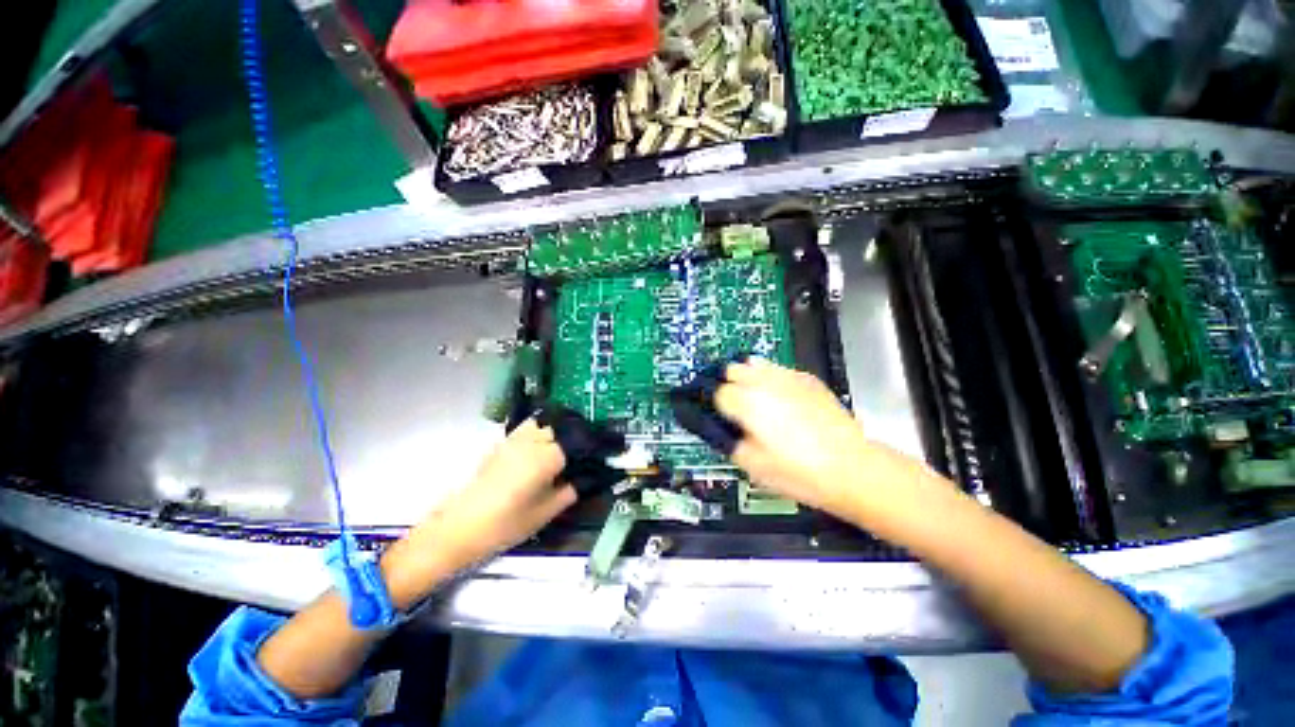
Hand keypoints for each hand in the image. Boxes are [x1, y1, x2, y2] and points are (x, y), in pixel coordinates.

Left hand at [435, 418, 575, 565]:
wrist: (461, 526)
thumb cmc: (507, 523)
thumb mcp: (545, 513)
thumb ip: (569, 492)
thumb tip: (585, 480)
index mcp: (548, 456)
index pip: (577, 443)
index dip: (588, 451)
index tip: (595, 459)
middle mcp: (533, 441)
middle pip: (561, 428)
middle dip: (571, 439)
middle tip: (576, 458)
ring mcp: (515, 439)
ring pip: (543, 424)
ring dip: (553, 432)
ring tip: (557, 450)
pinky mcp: (501, 444)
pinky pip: (526, 429)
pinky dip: (537, 432)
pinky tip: (537, 451)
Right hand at [714, 358, 906, 518]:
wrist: (851, 467)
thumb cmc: (799, 470)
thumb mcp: (751, 464)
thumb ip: (727, 441)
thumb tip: (719, 429)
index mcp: (747, 402)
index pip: (716, 391)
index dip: (713, 404)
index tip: (717, 415)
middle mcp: (764, 382)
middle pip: (731, 369)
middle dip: (726, 384)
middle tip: (732, 406)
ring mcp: (787, 377)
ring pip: (754, 363)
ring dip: (747, 377)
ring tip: (754, 398)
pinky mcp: (808, 379)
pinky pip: (779, 370)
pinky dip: (771, 379)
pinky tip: (781, 400)